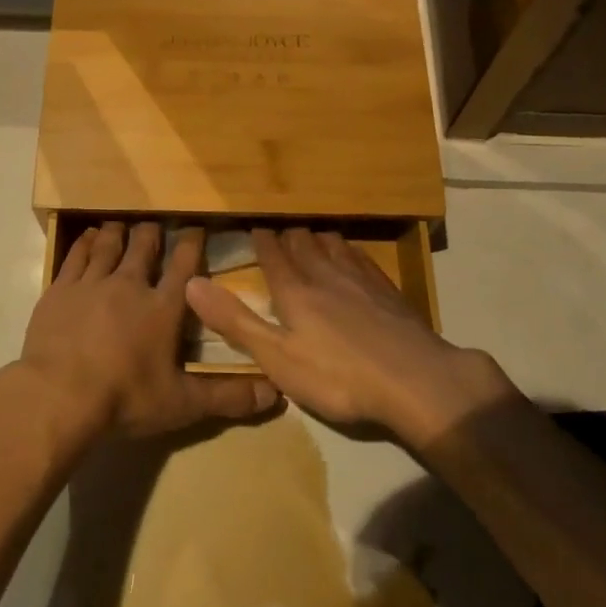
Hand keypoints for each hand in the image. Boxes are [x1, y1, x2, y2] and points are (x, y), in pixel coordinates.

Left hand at [15, 221, 280, 441]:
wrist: (59, 395)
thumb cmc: (126, 398)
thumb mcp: (182, 404)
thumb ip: (228, 397)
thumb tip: (276, 395)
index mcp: (163, 308)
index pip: (184, 266)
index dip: (192, 244)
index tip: (197, 226)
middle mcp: (130, 285)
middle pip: (144, 247)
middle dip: (152, 232)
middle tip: (155, 223)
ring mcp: (92, 283)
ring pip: (110, 246)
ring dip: (119, 232)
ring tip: (122, 222)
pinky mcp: (60, 290)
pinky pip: (77, 256)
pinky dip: (86, 243)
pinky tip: (90, 236)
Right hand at [185, 228, 514, 446]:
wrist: (415, 380)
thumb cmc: (337, 375)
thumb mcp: (276, 357)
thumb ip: (235, 321)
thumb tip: (190, 283)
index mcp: (294, 291)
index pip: (273, 255)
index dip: (261, 241)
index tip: (253, 226)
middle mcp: (325, 275)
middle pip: (303, 244)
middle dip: (288, 234)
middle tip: (279, 228)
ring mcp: (361, 280)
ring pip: (333, 246)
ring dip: (318, 237)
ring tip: (311, 233)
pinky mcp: (388, 292)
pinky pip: (362, 258)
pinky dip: (349, 250)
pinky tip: (352, 254)